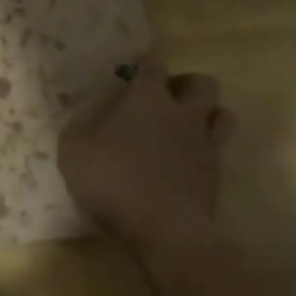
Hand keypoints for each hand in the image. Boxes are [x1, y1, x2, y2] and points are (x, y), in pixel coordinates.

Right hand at [57, 56, 236, 249]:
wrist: (164, 230)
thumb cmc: (113, 183)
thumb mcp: (73, 151)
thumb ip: (81, 125)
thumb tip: (92, 112)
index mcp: (146, 99)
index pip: (153, 66)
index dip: (144, 67)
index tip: (134, 76)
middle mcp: (182, 113)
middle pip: (202, 83)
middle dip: (185, 86)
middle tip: (165, 100)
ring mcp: (205, 142)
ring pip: (222, 112)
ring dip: (206, 113)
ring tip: (184, 127)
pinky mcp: (217, 172)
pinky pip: (220, 147)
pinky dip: (207, 146)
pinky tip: (188, 159)